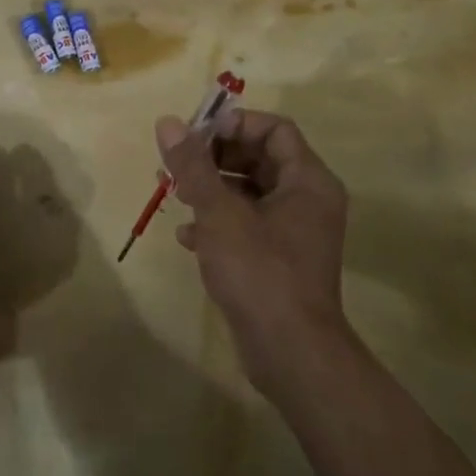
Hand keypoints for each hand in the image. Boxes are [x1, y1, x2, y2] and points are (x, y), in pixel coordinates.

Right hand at [155, 109, 354, 399]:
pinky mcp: (278, 259)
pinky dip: (218, 222)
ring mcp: (294, 232)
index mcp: (307, 181)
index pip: (274, 129)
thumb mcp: (219, 213)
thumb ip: (193, 165)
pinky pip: (247, 224)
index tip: (195, 135)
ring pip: (249, 192)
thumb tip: (167, 122)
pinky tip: (187, 236)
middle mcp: (307, 200)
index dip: (234, 125)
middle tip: (177, 162)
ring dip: (210, 188)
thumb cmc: (259, 271)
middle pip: (259, 158)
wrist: (290, 353)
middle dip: (214, 157)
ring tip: (173, 194)